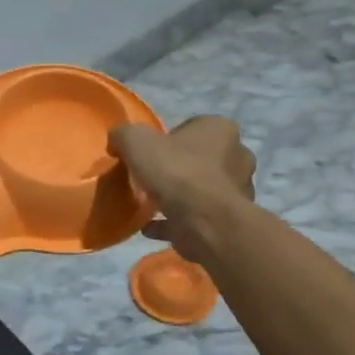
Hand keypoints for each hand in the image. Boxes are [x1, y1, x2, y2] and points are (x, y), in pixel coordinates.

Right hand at [108, 116, 255, 266]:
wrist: (204, 221)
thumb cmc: (176, 172)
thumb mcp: (136, 142)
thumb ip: (124, 135)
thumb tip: (118, 140)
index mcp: (220, 128)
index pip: (192, 127)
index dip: (168, 139)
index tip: (149, 154)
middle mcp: (237, 155)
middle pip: (200, 158)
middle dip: (178, 168)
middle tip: (151, 179)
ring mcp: (237, 190)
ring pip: (202, 189)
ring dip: (179, 196)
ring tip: (150, 205)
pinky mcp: (229, 220)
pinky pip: (196, 217)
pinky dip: (175, 221)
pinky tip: (151, 227)